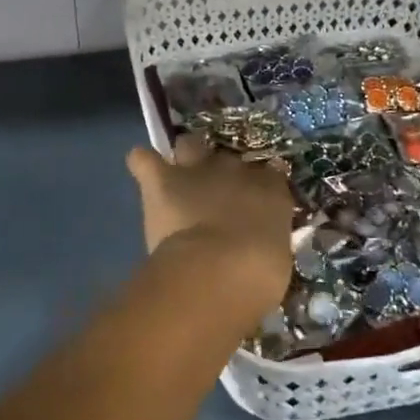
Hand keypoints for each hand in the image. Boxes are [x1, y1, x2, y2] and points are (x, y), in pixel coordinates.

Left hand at [126, 136, 293, 314]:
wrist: (218, 271)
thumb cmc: (258, 276)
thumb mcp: (277, 259)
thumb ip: (268, 241)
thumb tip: (260, 243)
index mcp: (271, 190)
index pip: (271, 174)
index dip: (261, 185)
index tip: (257, 201)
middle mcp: (235, 170)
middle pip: (228, 158)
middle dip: (223, 171)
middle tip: (216, 194)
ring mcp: (197, 170)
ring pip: (190, 144)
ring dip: (185, 156)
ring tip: (179, 175)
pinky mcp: (162, 180)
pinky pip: (144, 159)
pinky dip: (143, 163)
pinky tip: (143, 170)